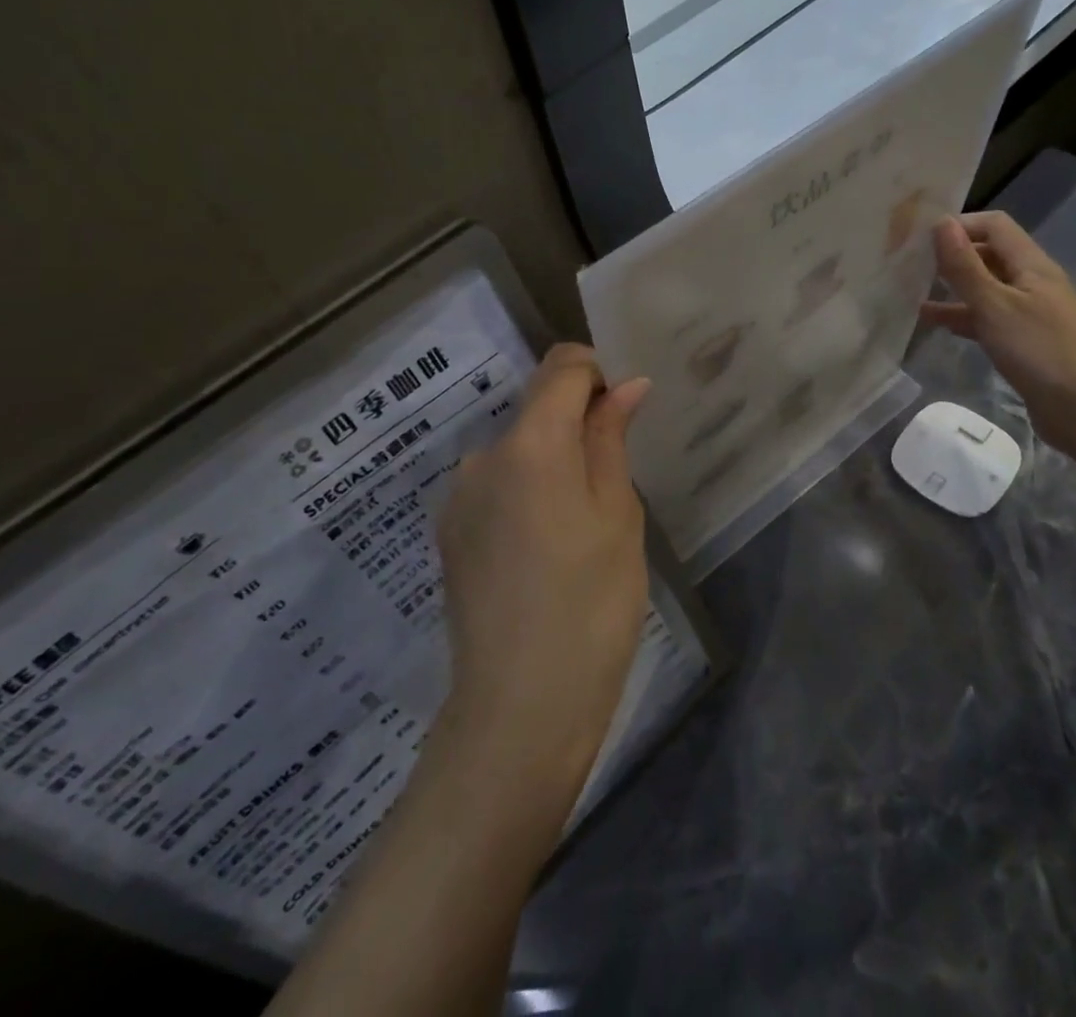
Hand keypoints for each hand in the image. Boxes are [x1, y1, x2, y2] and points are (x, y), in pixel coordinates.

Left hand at [434, 344, 651, 801]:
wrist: (520, 708)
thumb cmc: (592, 605)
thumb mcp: (618, 515)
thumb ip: (612, 439)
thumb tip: (626, 384)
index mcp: (531, 443)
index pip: (562, 366)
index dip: (598, 372)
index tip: (624, 410)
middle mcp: (482, 456)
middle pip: (538, 408)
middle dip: (577, 424)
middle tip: (612, 483)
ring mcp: (458, 495)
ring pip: (517, 450)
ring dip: (551, 462)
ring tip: (578, 528)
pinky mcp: (449, 531)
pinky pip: (496, 486)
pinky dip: (525, 492)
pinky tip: (543, 551)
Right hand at [921, 212, 1075, 459]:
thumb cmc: (1039, 350)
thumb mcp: (994, 305)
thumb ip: (965, 266)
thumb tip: (941, 223)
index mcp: (1031, 265)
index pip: (994, 225)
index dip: (960, 224)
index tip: (921, 237)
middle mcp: (1031, 282)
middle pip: (989, 254)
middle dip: (952, 254)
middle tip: (910, 261)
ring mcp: (1027, 311)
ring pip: (984, 287)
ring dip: (952, 286)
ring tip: (912, 289)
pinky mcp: (1021, 339)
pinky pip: (985, 316)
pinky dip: (960, 315)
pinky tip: (931, 321)